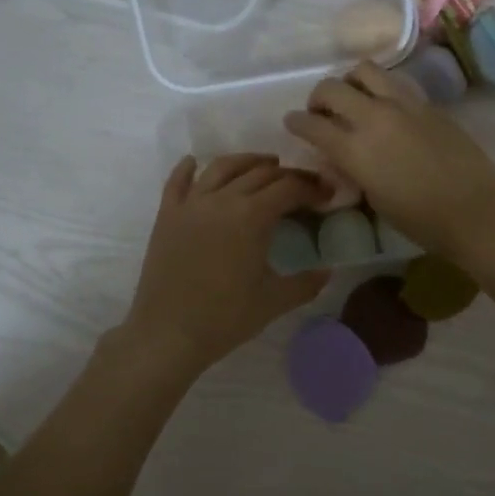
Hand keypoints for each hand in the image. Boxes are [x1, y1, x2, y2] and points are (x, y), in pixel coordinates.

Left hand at [120, 154, 328, 375]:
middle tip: (303, 184)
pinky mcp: (167, 215)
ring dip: (247, 161)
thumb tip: (328, 271)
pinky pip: (177, 182)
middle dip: (288, 174)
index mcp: (252, 216)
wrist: (167, 334)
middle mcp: (222, 199)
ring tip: (265, 163)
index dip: (312, 187)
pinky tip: (194, 162)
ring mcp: (191, 204)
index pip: (289, 188)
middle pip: (260, 173)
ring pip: (222, 167)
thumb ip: (306, 284)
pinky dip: (188, 168)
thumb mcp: (274, 302)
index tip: (327, 194)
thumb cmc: (225, 318)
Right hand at [284, 62, 494, 259]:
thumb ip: (353, 170)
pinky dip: (381, 90)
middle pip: (331, 88)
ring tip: (355, 98)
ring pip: (364, 70)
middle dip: (318, 97)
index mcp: (355, 150)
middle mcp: (374, 118)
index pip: (311, 124)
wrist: (474, 210)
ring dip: (350, 81)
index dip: (296, 122)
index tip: (293, 122)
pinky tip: (386, 108)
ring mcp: (403, 105)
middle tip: (321, 111)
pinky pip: (395, 84)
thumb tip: (344, 156)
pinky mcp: (427, 104)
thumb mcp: (374, 199)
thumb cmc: (420, 220)